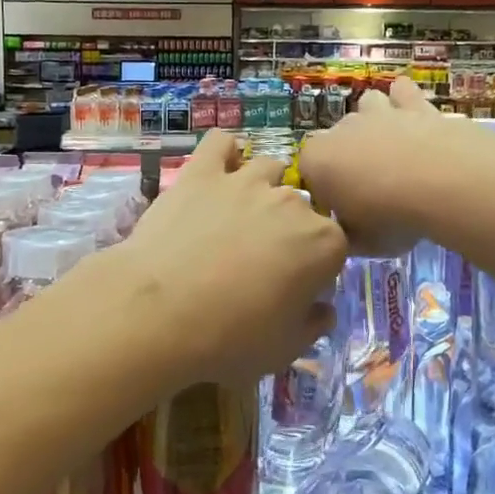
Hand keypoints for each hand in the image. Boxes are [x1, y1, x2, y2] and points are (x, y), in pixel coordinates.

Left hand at [107, 131, 347, 392]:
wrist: (159, 313)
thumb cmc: (230, 339)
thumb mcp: (285, 349)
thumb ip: (313, 325)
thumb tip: (323, 310)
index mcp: (322, 243)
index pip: (335, 247)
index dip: (317, 268)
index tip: (296, 289)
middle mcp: (292, 202)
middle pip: (302, 208)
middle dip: (290, 230)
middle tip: (261, 262)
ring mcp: (245, 181)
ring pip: (268, 168)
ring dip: (263, 188)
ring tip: (241, 215)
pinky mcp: (202, 173)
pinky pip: (220, 144)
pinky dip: (223, 153)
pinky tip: (218, 171)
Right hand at [300, 76, 490, 254]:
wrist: (445, 184)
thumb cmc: (392, 217)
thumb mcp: (362, 243)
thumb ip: (348, 235)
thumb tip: (349, 233)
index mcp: (317, 160)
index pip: (308, 173)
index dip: (325, 192)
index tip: (344, 212)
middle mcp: (341, 129)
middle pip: (337, 140)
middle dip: (349, 158)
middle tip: (373, 189)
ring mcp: (379, 112)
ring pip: (366, 106)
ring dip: (374, 122)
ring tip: (391, 148)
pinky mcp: (415, 105)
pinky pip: (402, 92)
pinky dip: (404, 99)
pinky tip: (411, 111)